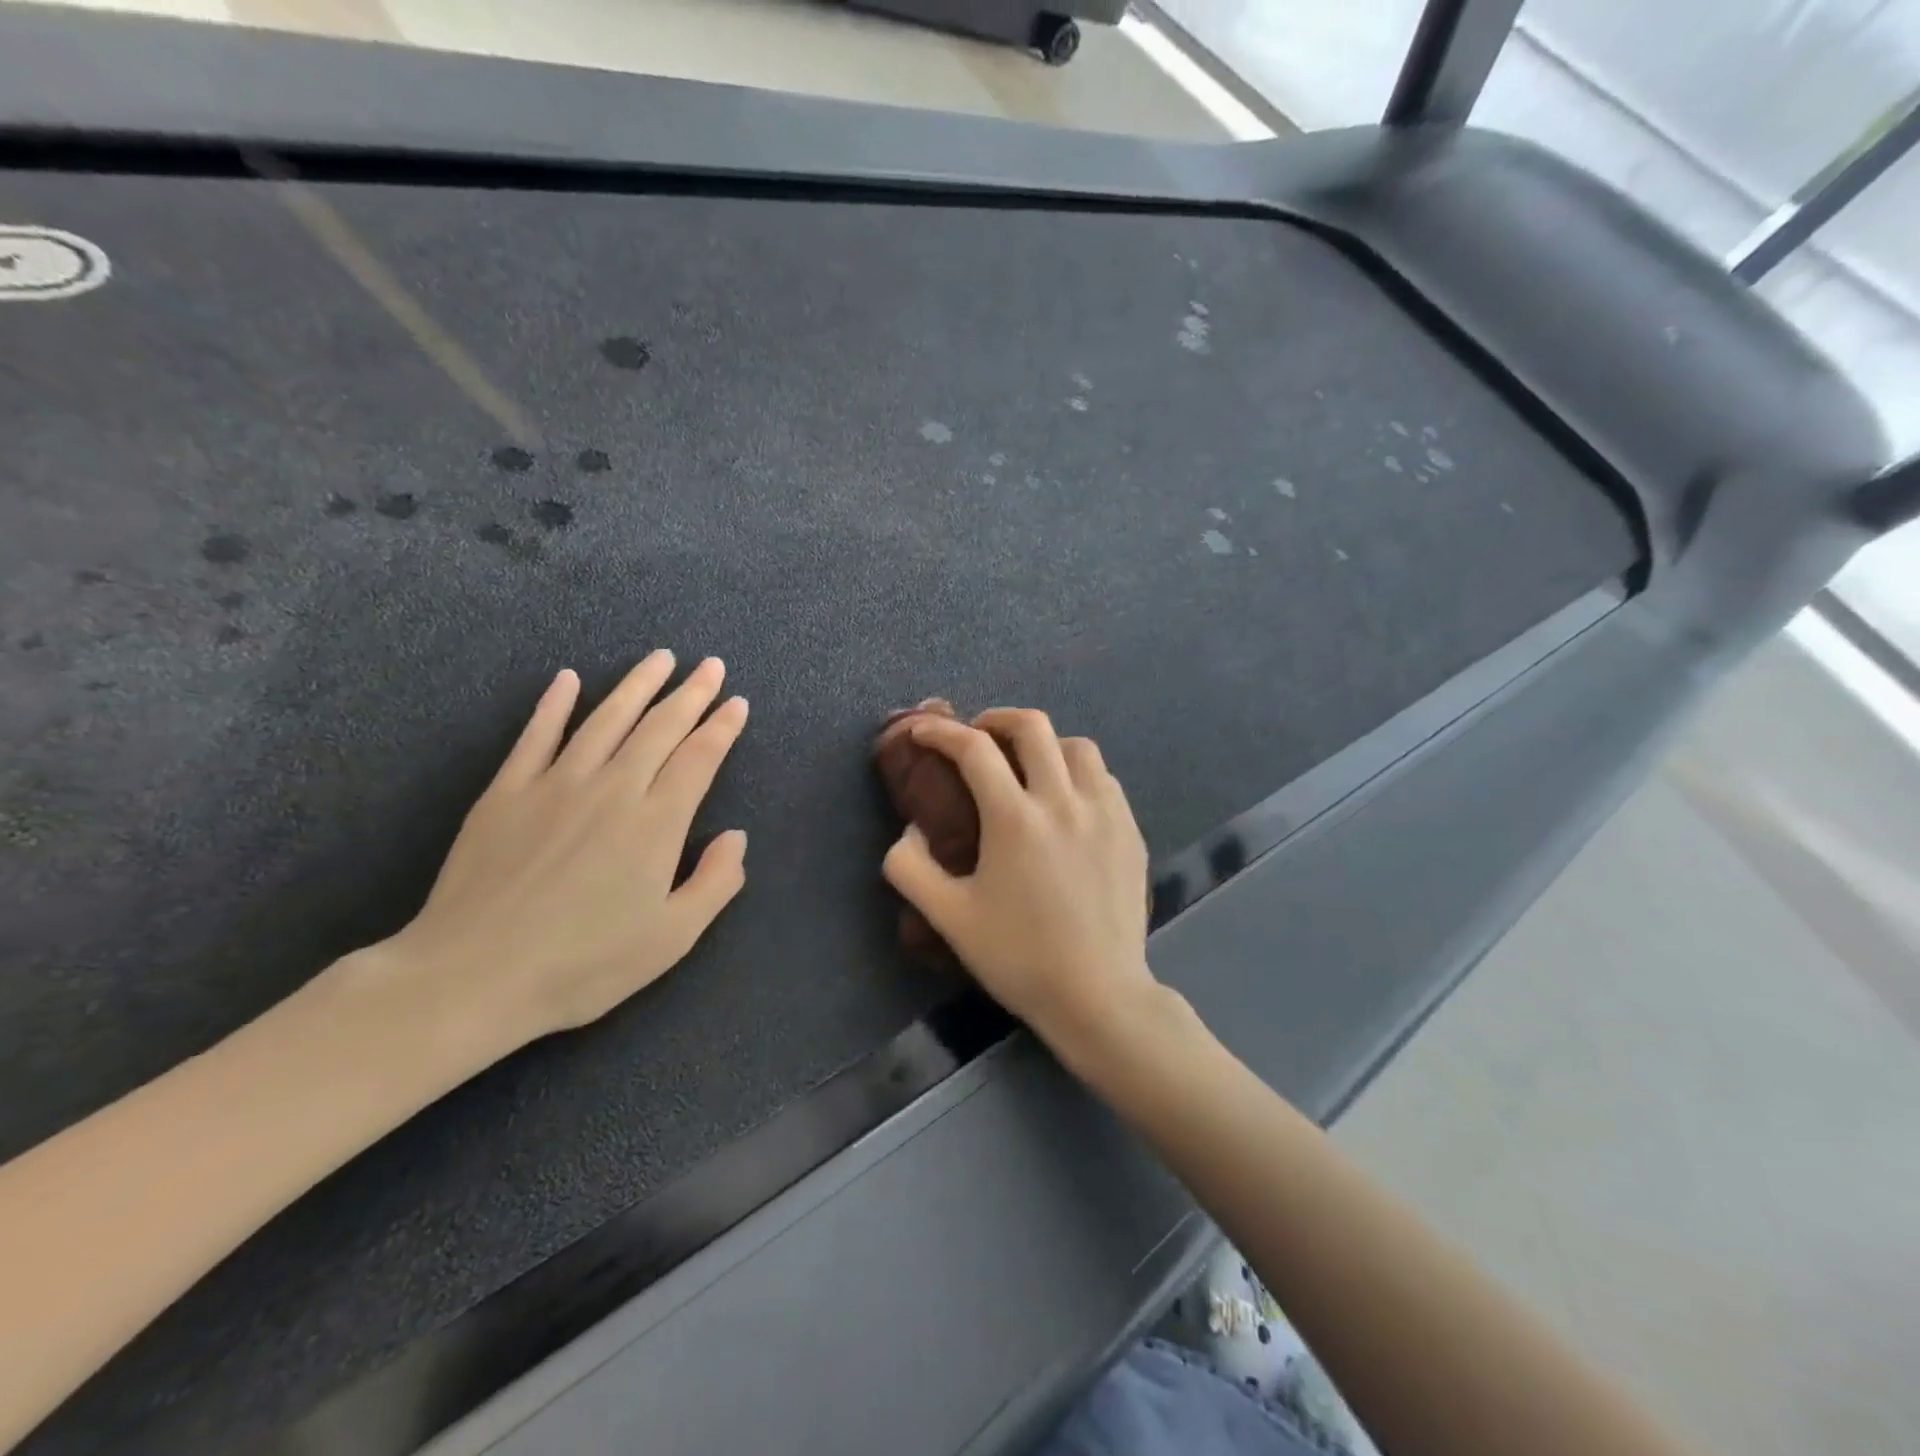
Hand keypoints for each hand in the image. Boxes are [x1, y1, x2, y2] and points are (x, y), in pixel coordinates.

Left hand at [375, 650, 748, 1061]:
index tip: (737, 702)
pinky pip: (535, 736)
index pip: (699, 758)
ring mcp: (555, 784)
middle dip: (690, 694)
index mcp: (656, 823)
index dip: (722, 728)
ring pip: (606, 719)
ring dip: (637, 685)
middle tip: (710, 666)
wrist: (471, 976)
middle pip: (660, 728)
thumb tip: (736, 837)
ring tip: (660, 658)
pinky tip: (567, 679)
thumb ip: (715, 883)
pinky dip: (553, 704)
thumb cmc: (583, 964)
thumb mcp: (671, 938)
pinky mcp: (506, 792)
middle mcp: (613, 789)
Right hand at [882, 709, 1155, 1055]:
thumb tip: (910, 830)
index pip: (974, 750)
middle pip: (1033, 727)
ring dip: (1044, 744)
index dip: (942, 731)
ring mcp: (1105, 813)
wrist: (1098, 995)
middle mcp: (1063, 801)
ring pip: (1077, 746)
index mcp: (1015, 819)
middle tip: (978, 737)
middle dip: (996, 719)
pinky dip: (1078, 772)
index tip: (923, 730)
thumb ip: (911, 868)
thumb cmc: (1018, 958)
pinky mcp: (1130, 830)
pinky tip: (1067, 800)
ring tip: (1027, 766)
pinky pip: (1104, 779)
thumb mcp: (949, 918)